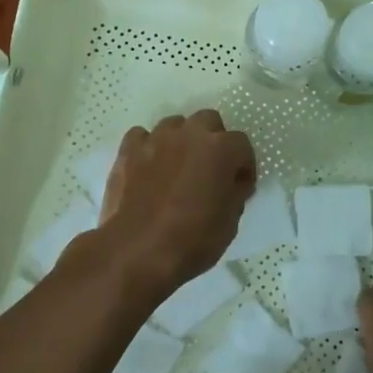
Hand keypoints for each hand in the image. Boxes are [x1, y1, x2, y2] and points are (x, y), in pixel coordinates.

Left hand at [98, 110, 255, 294]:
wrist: (136, 251)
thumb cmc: (192, 238)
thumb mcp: (230, 221)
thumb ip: (235, 192)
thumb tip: (232, 184)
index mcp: (222, 149)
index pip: (242, 145)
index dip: (243, 166)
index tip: (239, 186)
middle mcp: (191, 134)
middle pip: (208, 121)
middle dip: (212, 140)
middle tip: (209, 170)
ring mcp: (157, 139)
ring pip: (175, 125)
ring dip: (181, 141)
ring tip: (177, 167)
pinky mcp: (128, 150)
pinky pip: (142, 137)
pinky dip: (148, 148)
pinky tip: (148, 167)